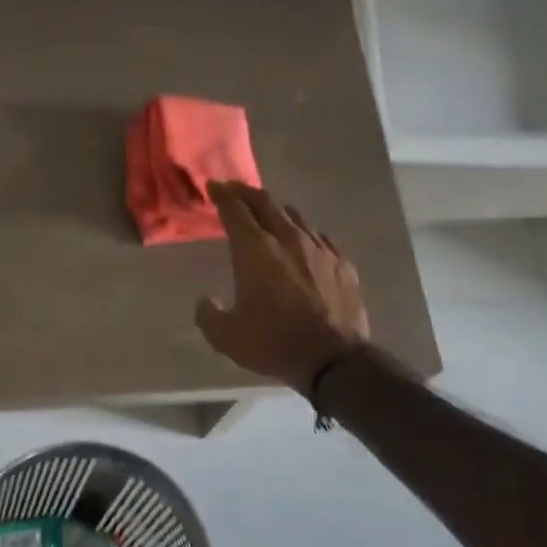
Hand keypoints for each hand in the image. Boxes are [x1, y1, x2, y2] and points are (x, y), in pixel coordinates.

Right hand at [196, 182, 371, 392]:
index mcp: (255, 251)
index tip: (213, 187)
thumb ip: (208, 315)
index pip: (235, 211)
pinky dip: (304, 233)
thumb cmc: (274, 343)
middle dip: (246, 193)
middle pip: (265, 204)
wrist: (334, 359)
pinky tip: (303, 241)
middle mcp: (287, 239)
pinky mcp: (341, 263)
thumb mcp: (226, 337)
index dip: (222, 195)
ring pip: (294, 217)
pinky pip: (319, 237)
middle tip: (234, 190)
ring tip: (267, 213)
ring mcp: (319, 249)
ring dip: (275, 210)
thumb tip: (204, 301)